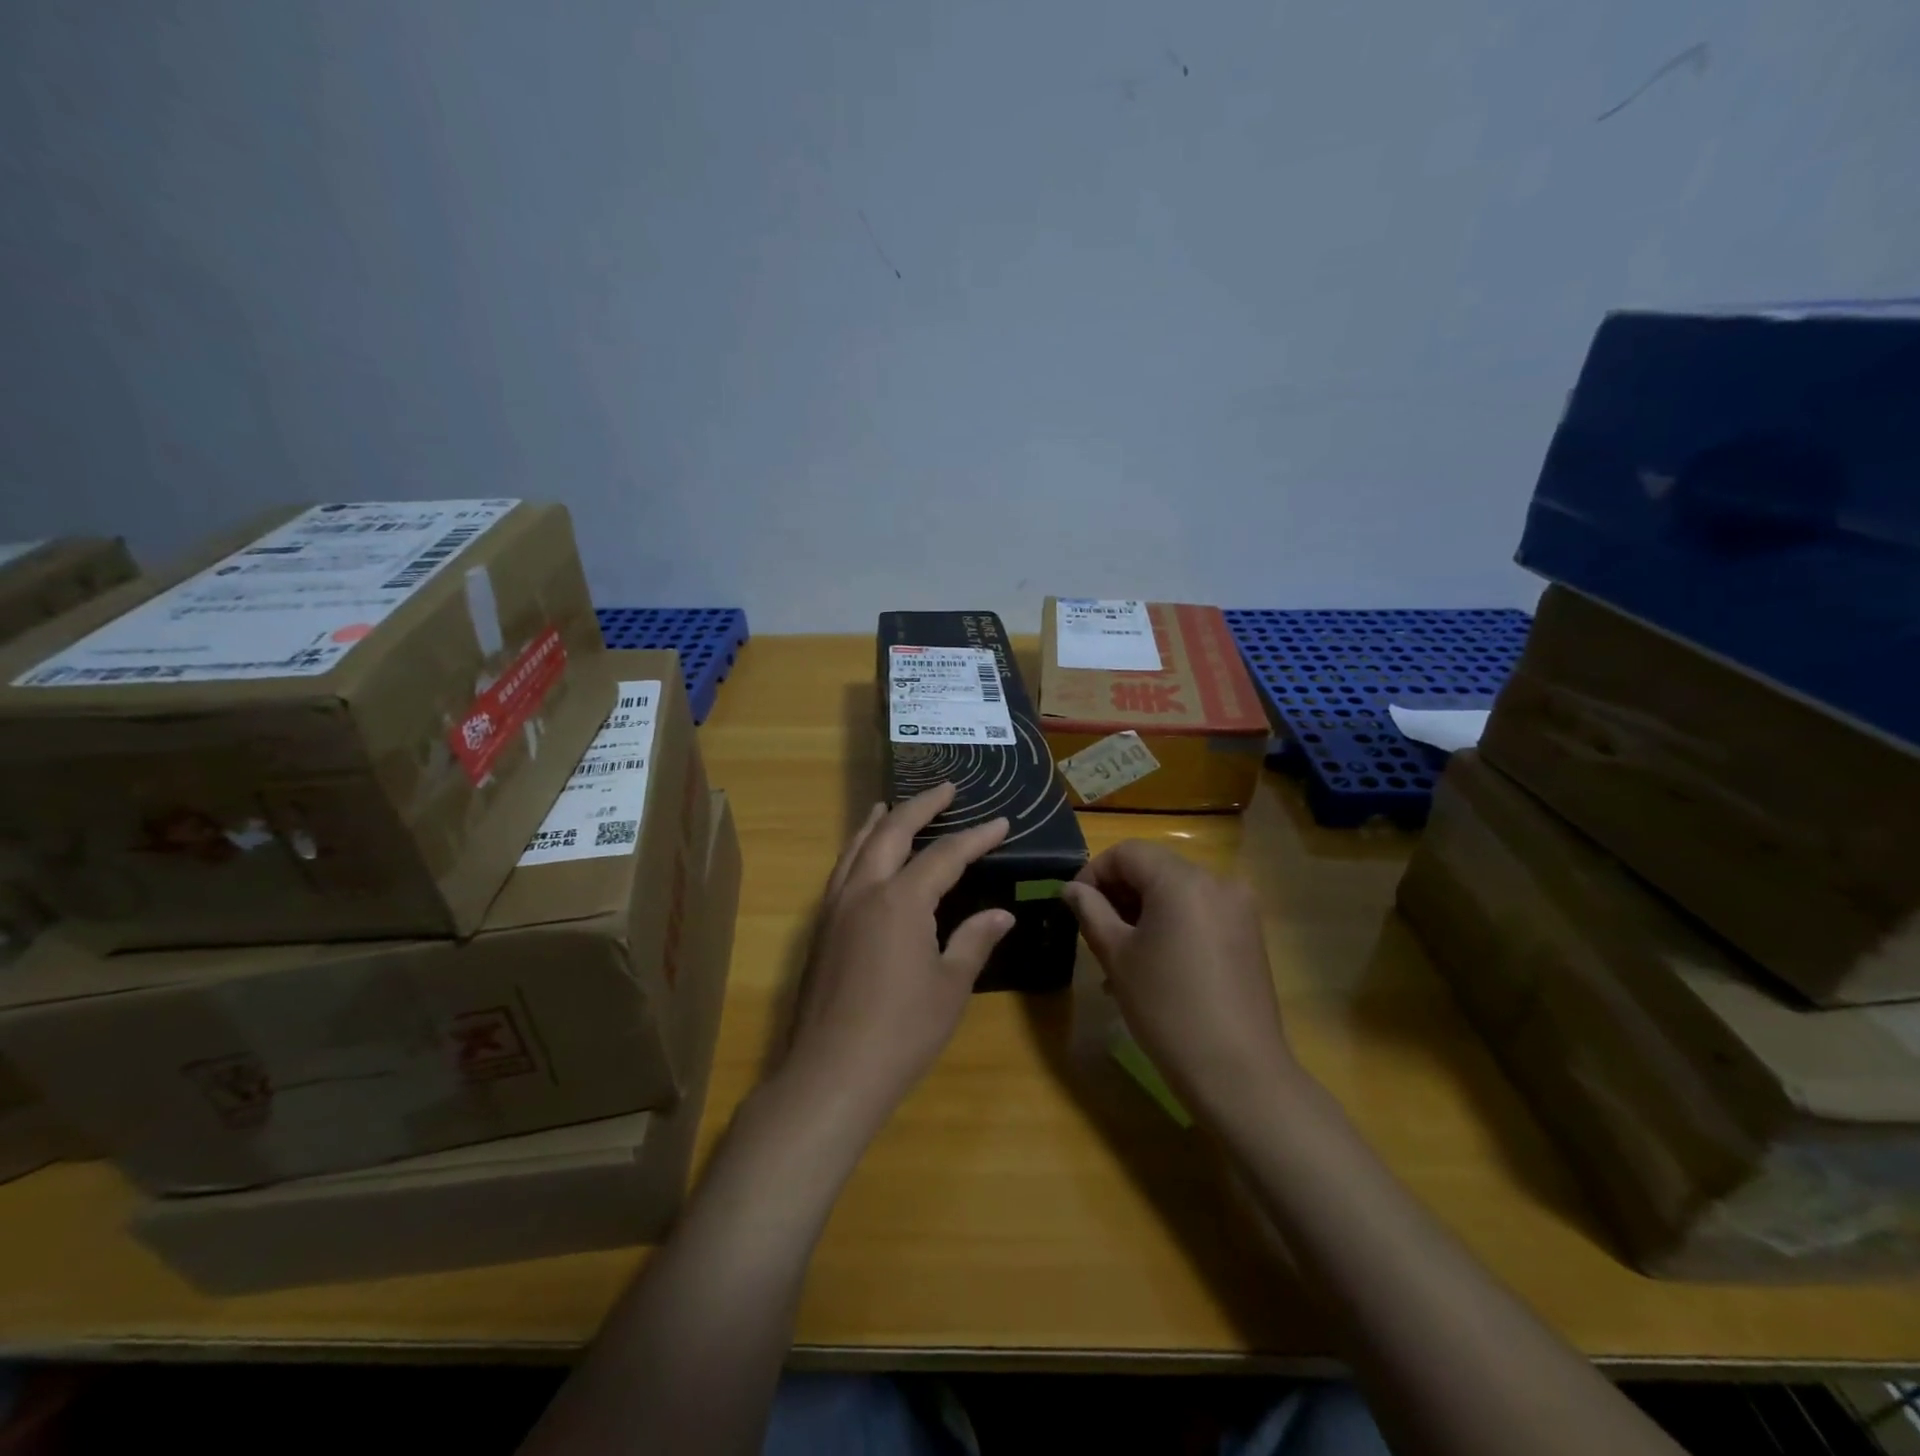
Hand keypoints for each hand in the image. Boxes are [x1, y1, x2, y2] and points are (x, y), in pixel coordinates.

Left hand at [784, 782, 1013, 1129]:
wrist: (831, 1073)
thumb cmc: (902, 1031)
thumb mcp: (950, 986)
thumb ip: (974, 941)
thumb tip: (1001, 913)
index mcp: (901, 900)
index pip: (945, 855)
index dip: (976, 837)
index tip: (1001, 822)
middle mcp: (864, 891)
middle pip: (892, 832)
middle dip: (921, 806)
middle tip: (946, 788)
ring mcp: (835, 908)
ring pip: (857, 847)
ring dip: (879, 822)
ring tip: (891, 806)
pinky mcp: (820, 929)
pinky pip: (841, 871)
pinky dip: (857, 850)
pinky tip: (863, 858)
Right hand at [1060, 842, 1299, 1129]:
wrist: (1237, 1073)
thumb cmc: (1167, 1008)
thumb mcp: (1117, 956)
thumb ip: (1090, 911)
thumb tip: (1071, 888)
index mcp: (1182, 879)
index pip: (1127, 853)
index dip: (1094, 872)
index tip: (1074, 906)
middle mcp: (1217, 881)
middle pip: (1154, 869)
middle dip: (1119, 893)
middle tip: (1093, 931)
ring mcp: (1239, 908)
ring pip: (1176, 892)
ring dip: (1143, 911)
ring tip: (1119, 955)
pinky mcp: (1249, 935)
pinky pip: (1199, 913)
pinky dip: (1171, 925)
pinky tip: (1154, 963)